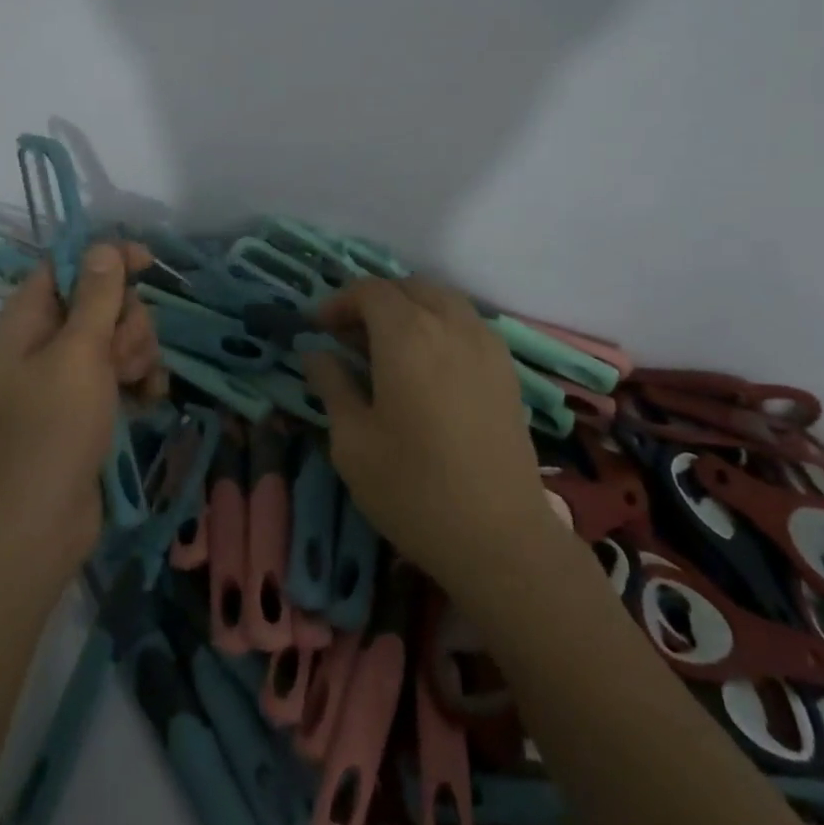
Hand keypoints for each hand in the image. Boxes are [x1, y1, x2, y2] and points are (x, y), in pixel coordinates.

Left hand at [0, 243, 167, 570]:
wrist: (40, 521)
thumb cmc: (53, 428)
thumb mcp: (79, 353)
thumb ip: (97, 296)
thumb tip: (104, 245)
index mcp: (29, 317)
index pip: (71, 264)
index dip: (109, 259)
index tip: (148, 265)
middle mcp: (47, 339)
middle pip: (105, 300)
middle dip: (127, 323)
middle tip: (121, 359)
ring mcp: (70, 373)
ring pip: (121, 337)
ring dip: (139, 355)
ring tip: (134, 387)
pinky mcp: (91, 403)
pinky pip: (126, 372)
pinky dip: (141, 382)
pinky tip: (148, 403)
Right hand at [304, 276, 547, 598]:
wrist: (500, 537)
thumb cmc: (412, 489)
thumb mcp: (352, 441)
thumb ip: (332, 385)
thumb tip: (315, 354)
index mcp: (407, 335)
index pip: (369, 290)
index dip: (339, 301)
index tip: (319, 328)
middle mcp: (450, 325)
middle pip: (408, 287)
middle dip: (374, 301)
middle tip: (349, 336)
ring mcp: (486, 344)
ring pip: (443, 300)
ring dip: (410, 308)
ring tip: (388, 346)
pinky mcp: (507, 370)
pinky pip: (468, 323)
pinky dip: (441, 324)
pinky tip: (429, 365)